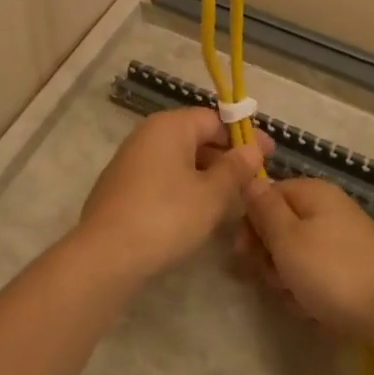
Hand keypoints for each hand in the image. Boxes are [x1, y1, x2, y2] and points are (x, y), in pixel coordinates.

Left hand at [73, 107, 270, 287]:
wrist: (106, 255)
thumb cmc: (166, 216)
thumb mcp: (211, 195)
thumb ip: (235, 169)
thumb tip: (252, 149)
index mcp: (170, 126)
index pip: (214, 119)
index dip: (243, 136)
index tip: (268, 155)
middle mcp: (147, 134)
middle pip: (195, 136)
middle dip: (226, 156)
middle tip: (253, 179)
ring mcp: (130, 160)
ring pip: (179, 159)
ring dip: (206, 174)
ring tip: (231, 198)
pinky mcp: (121, 186)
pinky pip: (162, 176)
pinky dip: (184, 186)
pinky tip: (197, 211)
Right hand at [236, 177, 373, 349]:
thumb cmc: (334, 272)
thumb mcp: (287, 239)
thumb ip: (263, 208)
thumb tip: (248, 179)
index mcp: (313, 192)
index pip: (266, 195)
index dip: (251, 223)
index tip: (245, 254)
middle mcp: (329, 208)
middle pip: (281, 226)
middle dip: (271, 257)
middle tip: (276, 281)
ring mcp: (344, 238)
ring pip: (297, 254)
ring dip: (289, 279)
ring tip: (299, 300)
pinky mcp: (354, 267)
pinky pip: (318, 273)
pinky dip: (311, 292)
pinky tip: (316, 311)